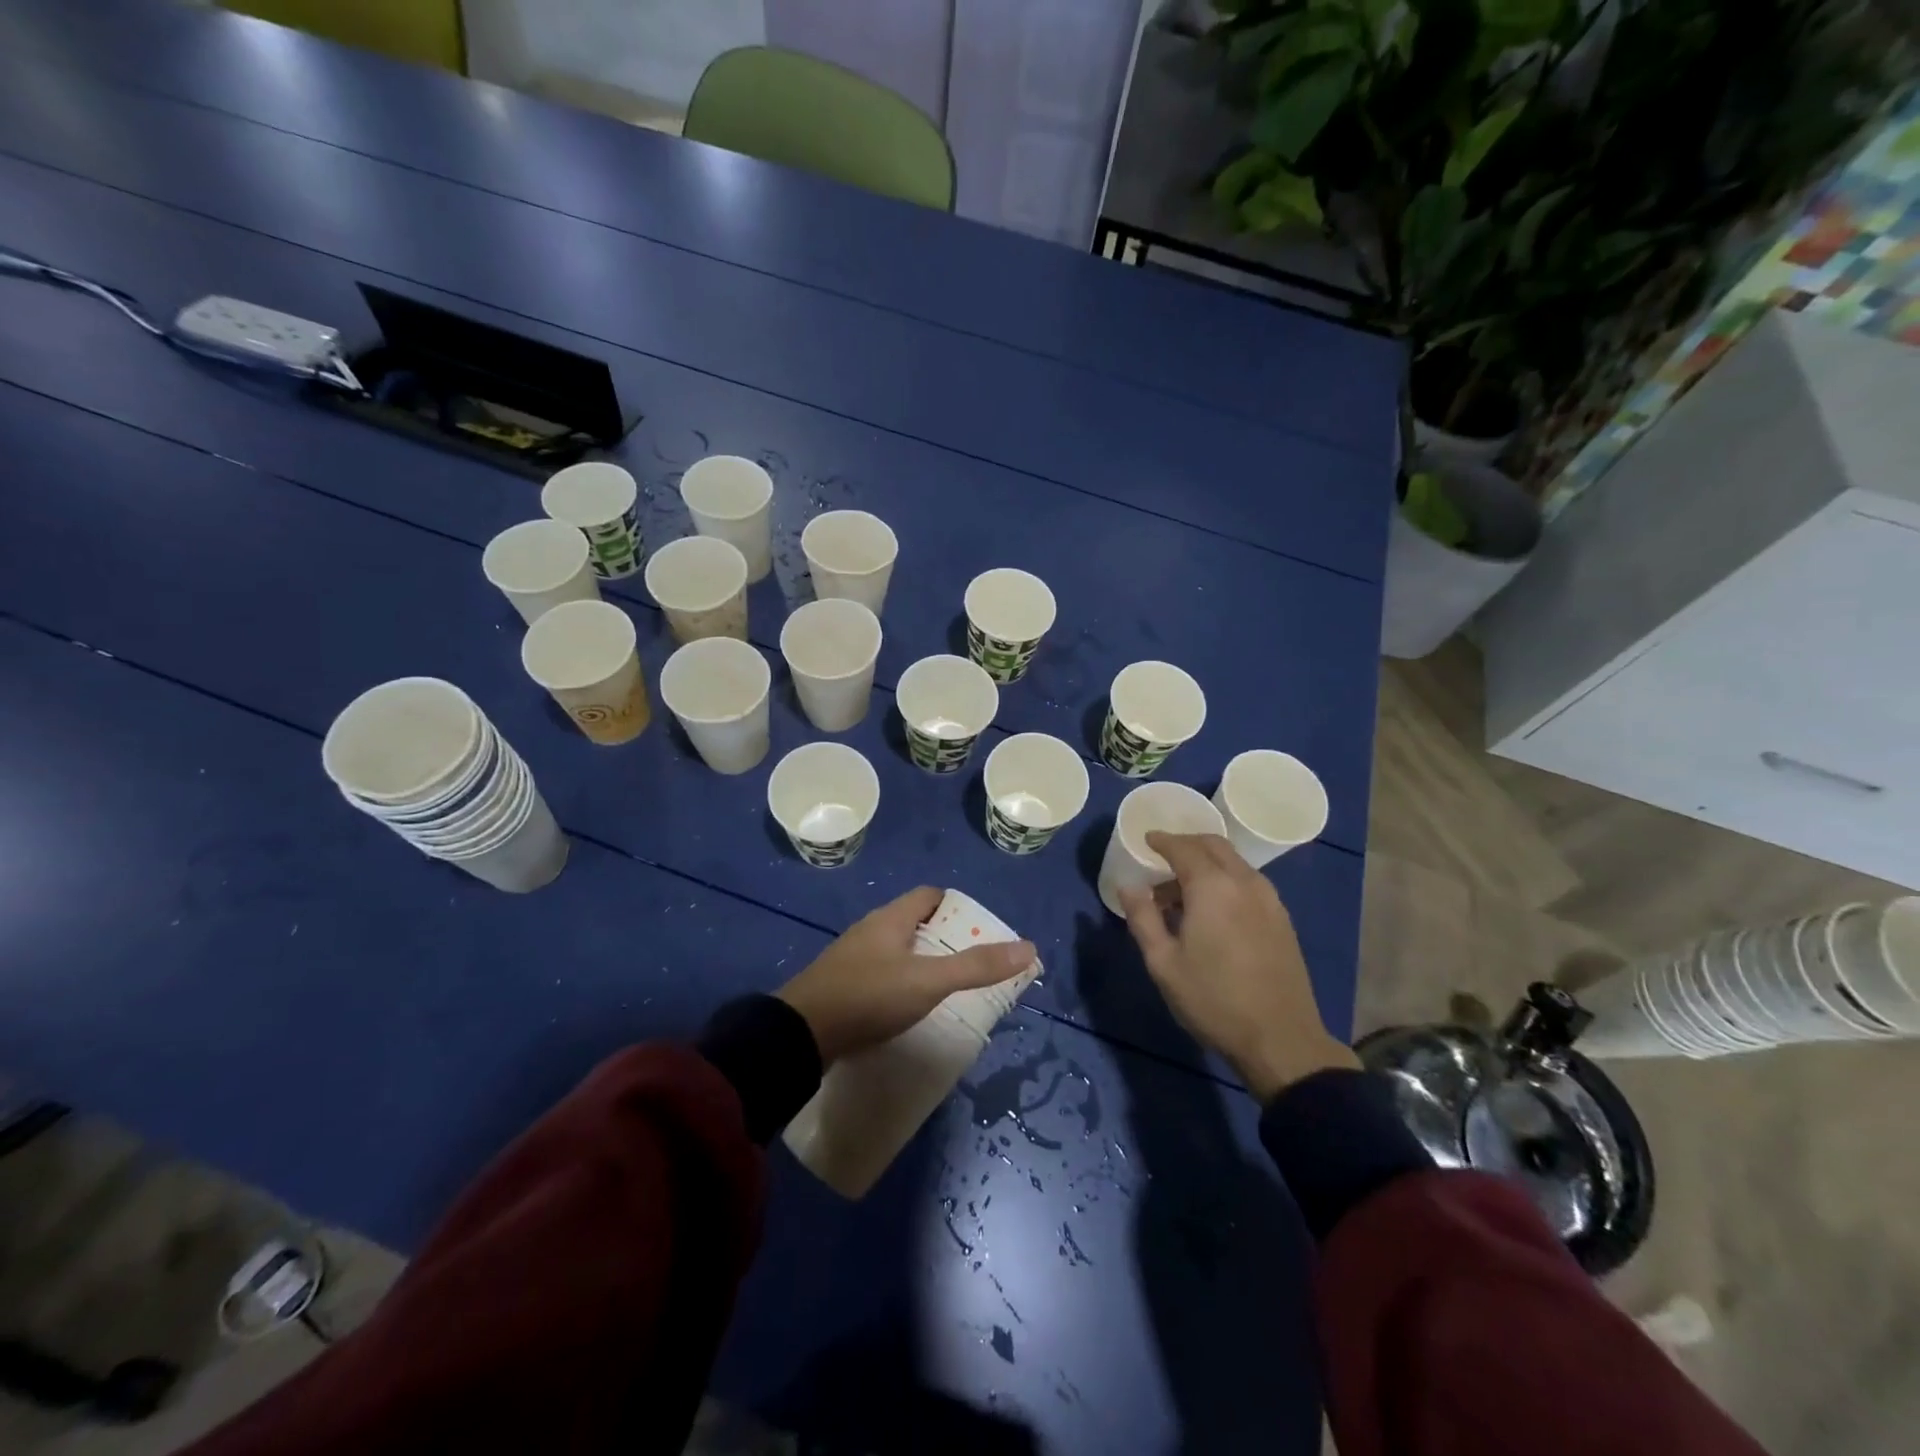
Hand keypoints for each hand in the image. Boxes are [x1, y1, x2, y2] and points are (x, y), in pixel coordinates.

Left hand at [778, 887, 1036, 1062]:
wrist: (799, 1035)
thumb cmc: (868, 997)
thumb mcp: (928, 981)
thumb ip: (976, 966)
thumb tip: (1028, 947)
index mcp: (890, 919)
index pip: (929, 895)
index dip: (957, 906)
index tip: (980, 929)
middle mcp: (870, 931)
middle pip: (914, 923)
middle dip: (944, 938)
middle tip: (971, 962)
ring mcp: (852, 959)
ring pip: (895, 950)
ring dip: (921, 962)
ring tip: (947, 988)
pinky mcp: (840, 988)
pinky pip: (879, 976)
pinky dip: (900, 984)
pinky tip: (909, 1008)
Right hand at [1119, 833, 1356, 1100]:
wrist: (1281, 1039)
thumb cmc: (1213, 1000)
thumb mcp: (1163, 963)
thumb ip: (1143, 918)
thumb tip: (1129, 887)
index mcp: (1212, 887)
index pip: (1183, 847)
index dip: (1162, 840)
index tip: (1146, 839)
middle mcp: (1244, 882)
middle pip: (1213, 846)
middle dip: (1186, 844)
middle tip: (1163, 857)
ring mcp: (1269, 899)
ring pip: (1234, 863)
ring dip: (1207, 863)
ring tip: (1182, 890)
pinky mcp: (1282, 918)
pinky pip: (1248, 881)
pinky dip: (1226, 879)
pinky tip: (1213, 908)